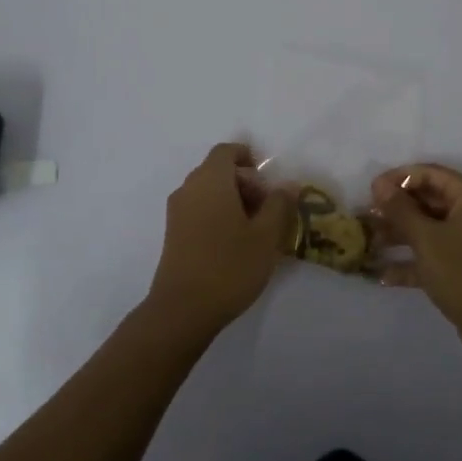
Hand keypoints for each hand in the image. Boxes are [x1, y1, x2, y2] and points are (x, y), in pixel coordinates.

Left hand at [147, 144, 296, 337]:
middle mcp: (189, 188)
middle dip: (245, 183)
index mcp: (210, 180)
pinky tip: (234, 244)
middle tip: (268, 211)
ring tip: (255, 231)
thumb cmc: (229, 266)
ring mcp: (177, 212)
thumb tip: (288, 184)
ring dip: (232, 201)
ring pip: (208, 192)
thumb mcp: (266, 236)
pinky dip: (217, 215)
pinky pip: (198, 210)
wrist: (182, 310)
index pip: (227, 151)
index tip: (268, 183)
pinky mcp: (173, 234)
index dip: (248, 159)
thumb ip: (279, 204)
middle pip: (218, 170)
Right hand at [369, 163, 461, 361]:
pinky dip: (412, 262)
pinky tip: (383, 275)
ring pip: (429, 229)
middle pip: (428, 201)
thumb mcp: (426, 239)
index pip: (431, 174)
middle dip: (396, 209)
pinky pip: (434, 255)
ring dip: (399, 235)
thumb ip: (400, 209)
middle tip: (365, 217)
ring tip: (367, 243)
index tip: (371, 190)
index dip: (399, 178)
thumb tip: (379, 184)